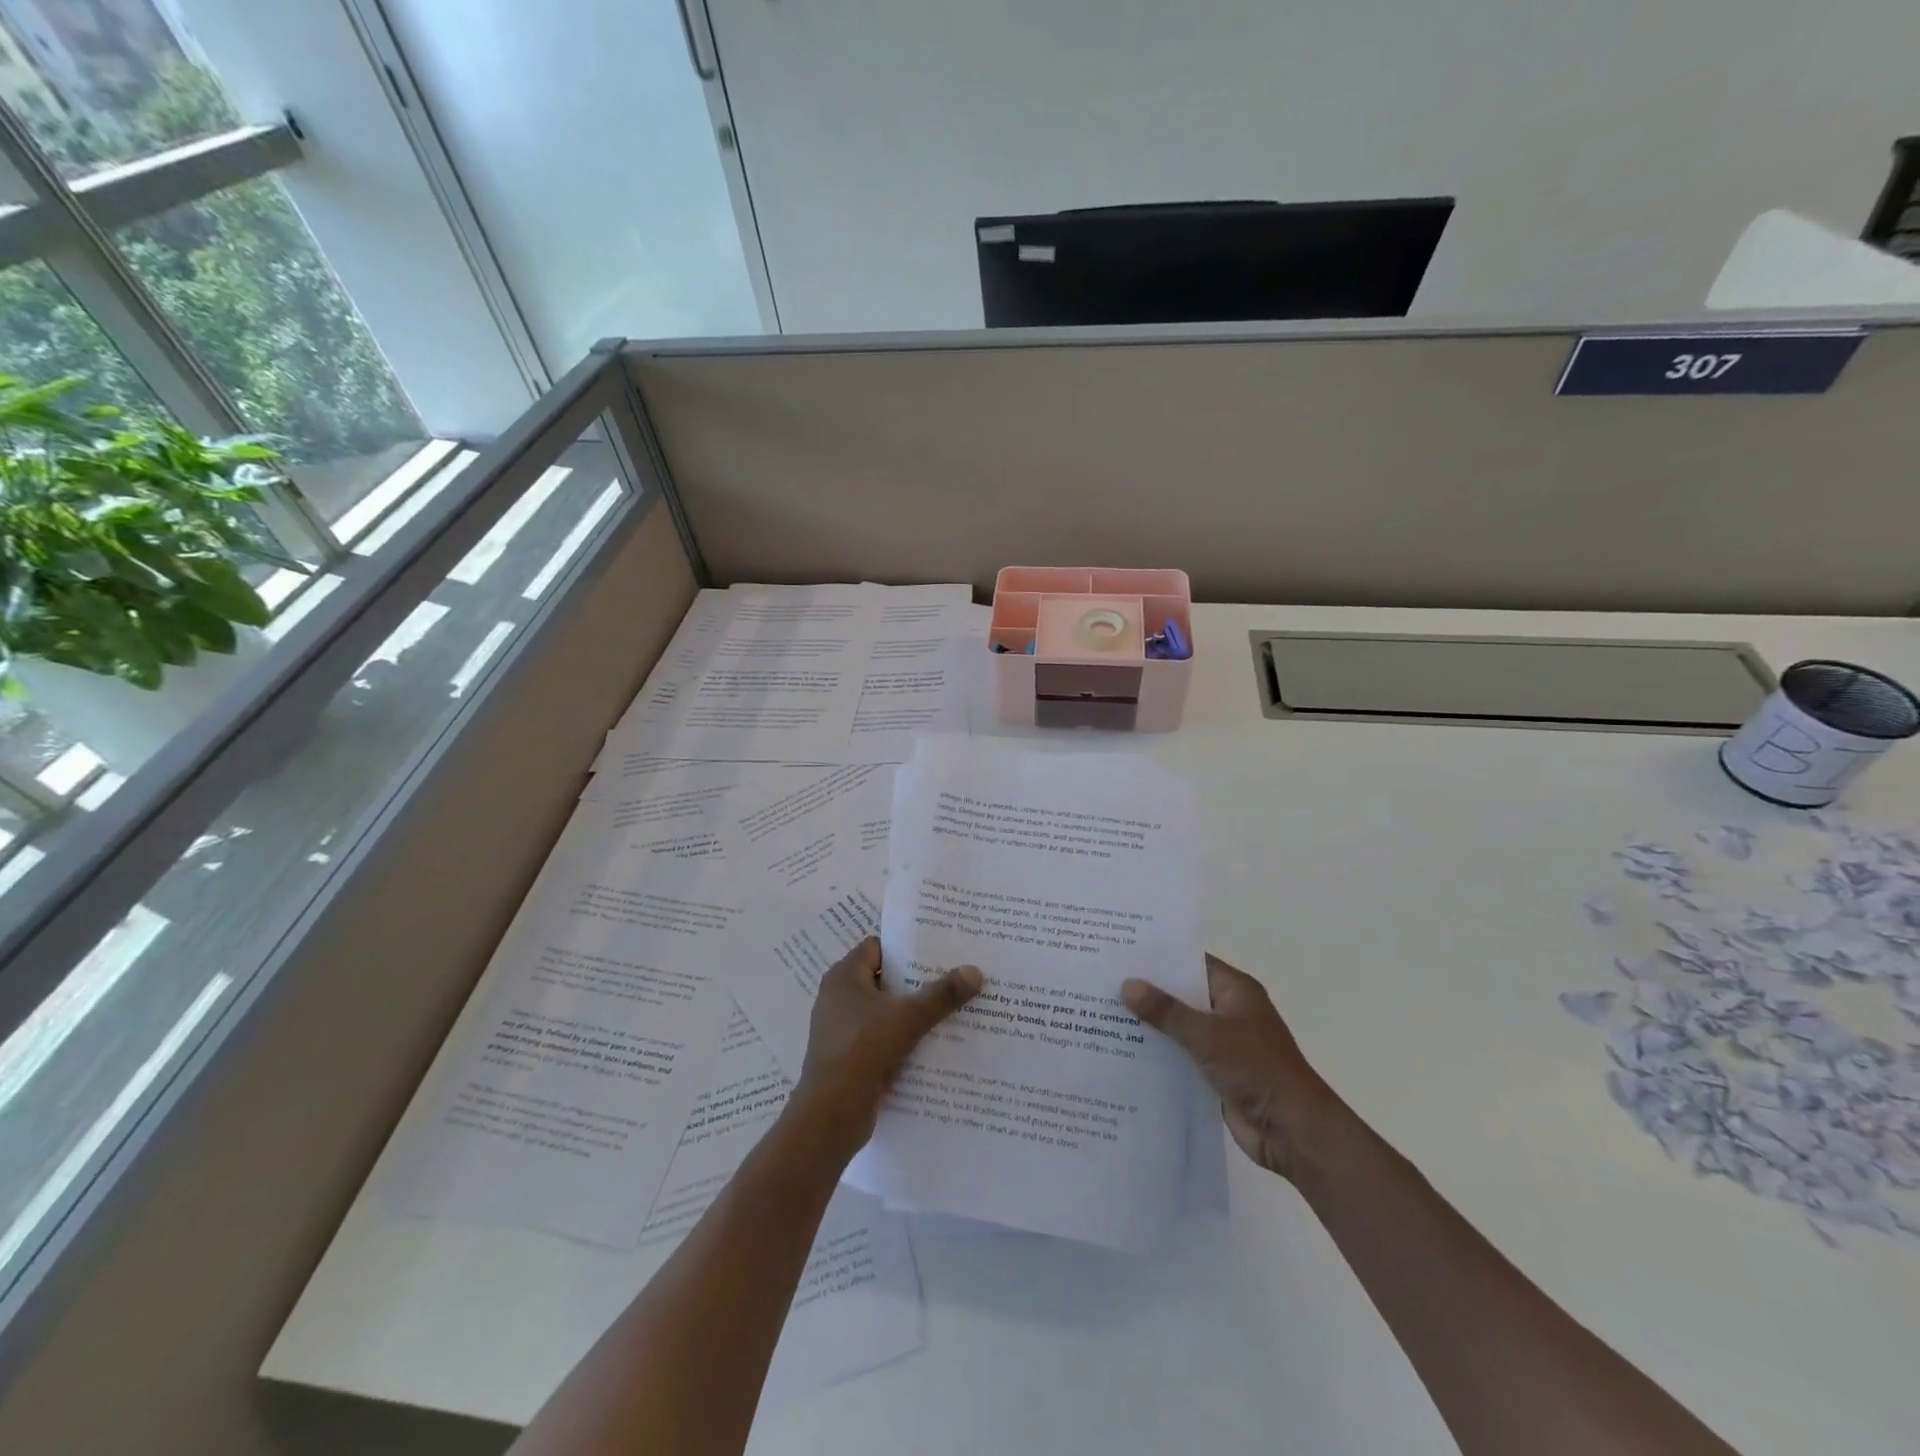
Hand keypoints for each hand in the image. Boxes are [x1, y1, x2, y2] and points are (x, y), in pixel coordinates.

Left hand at [790, 936, 981, 1160]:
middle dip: (915, 981)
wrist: (831, 1115)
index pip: (877, 948)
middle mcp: (837, 997)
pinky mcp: (847, 1057)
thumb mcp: (908, 1018)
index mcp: (844, 977)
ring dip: (910, 1012)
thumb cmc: (863, 1051)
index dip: (906, 947)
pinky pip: (879, 1037)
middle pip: (883, 979)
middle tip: (952, 978)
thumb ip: (941, 994)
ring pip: (883, 1011)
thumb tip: (974, 970)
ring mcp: (840, 1029)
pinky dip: (900, 1038)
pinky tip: (931, 1044)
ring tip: (949, 1010)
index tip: (938, 951)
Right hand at [1123, 954, 1340, 1181]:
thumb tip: (1127, 985)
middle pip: (1182, 995)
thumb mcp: (1208, 1035)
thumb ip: (1167, 1012)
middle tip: (1103, 981)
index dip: (1159, 957)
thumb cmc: (1257, 1069)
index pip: (1191, 962)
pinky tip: (1122, 1052)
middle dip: (1148, 992)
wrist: (1293, 1131)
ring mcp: (1222, 1044)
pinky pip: (1180, 1056)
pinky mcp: (1215, 1074)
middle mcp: (1228, 1012)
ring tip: (1102, 1013)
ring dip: (1150, 1025)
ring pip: (1178, 1027)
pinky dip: (1158, 1054)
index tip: (1121, 951)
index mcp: (1235, 990)